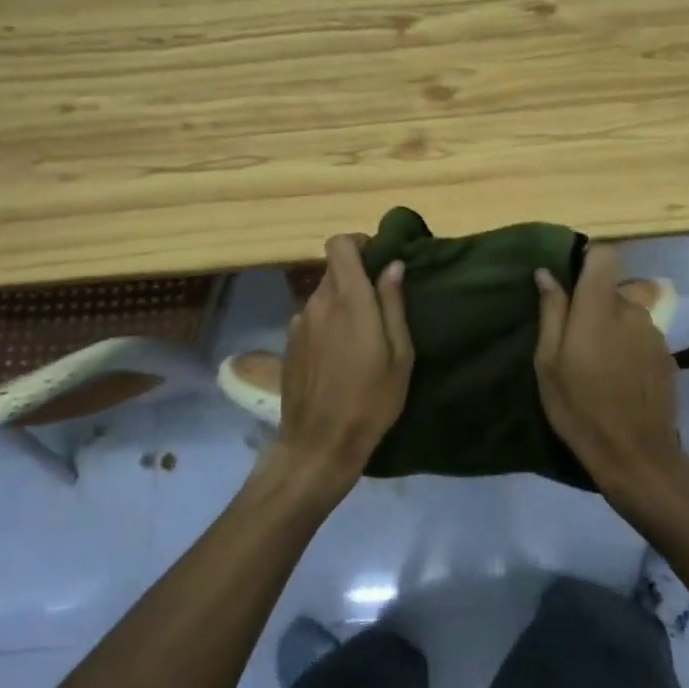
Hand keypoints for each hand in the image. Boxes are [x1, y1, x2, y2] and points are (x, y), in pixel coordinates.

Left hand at [270, 234, 413, 501]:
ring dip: (340, 304)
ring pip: (322, 296)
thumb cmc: (371, 400)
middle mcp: (318, 302)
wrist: (319, 443)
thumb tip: (392, 265)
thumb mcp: (399, 355)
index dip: (357, 243)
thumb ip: (393, 304)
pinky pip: (311, 318)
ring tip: (360, 338)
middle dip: (355, 278)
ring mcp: (298, 323)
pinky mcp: (288, 343)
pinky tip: (338, 357)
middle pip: (333, 270)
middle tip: (378, 307)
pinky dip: (326, 324)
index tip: (376, 259)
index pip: (339, 244)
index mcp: (349, 299)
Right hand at [534, 245, 688, 523]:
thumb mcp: (549, 364)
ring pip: (632, 311)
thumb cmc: (580, 409)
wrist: (636, 455)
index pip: (605, 255)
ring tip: (599, 361)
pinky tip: (620, 377)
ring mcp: (655, 333)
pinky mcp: (668, 355)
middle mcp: (632, 311)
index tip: (572, 281)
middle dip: (597, 301)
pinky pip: (644, 335)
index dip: (589, 260)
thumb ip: (551, 313)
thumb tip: (546, 274)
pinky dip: (631, 345)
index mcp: (599, 308)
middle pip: (616, 286)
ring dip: (616, 324)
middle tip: (577, 337)